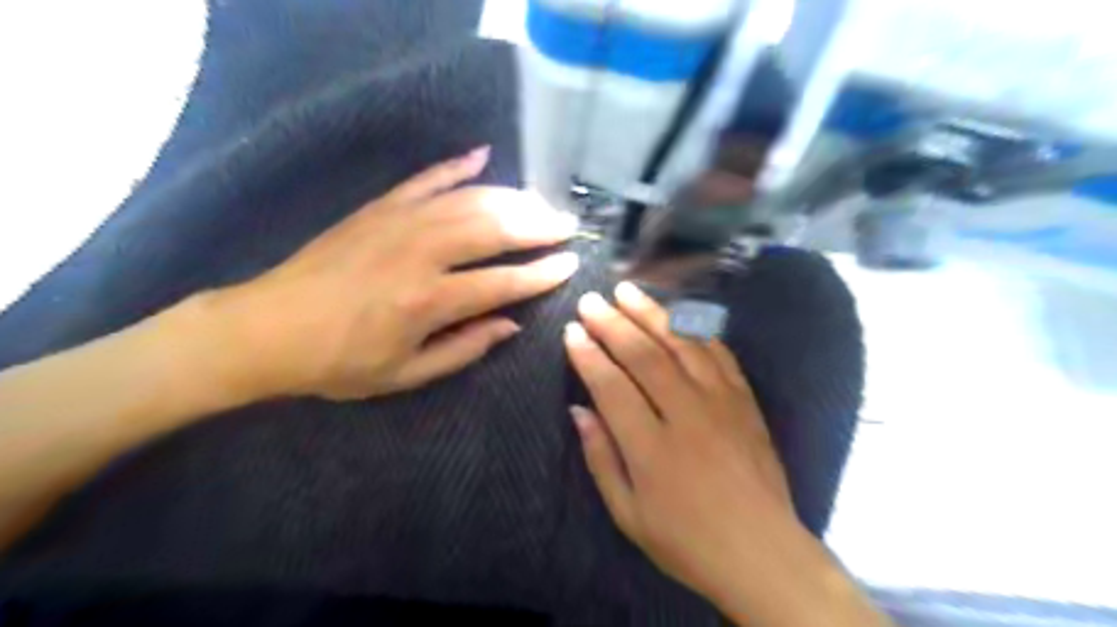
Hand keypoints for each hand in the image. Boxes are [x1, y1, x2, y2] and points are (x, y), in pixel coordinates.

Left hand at [206, 146, 575, 398]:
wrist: (266, 329)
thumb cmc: (339, 362)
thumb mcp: (405, 374)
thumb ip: (464, 348)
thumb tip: (511, 323)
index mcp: (429, 300)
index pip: (504, 282)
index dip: (543, 274)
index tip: (571, 264)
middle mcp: (421, 253)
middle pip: (494, 229)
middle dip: (538, 226)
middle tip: (566, 224)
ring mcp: (398, 222)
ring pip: (469, 200)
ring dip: (510, 198)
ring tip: (540, 202)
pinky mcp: (378, 207)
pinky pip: (426, 179)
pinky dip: (456, 165)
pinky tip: (483, 155)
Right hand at [568, 285, 891, 626]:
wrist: (762, 552)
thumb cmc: (686, 541)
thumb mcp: (628, 514)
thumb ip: (600, 457)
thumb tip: (578, 410)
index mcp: (651, 448)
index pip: (611, 386)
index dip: (588, 355)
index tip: (571, 331)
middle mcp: (686, 414)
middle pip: (644, 355)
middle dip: (613, 323)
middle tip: (591, 300)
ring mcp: (721, 402)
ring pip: (681, 344)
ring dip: (651, 314)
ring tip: (627, 291)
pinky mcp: (744, 400)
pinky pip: (718, 353)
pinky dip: (695, 330)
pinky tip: (678, 315)